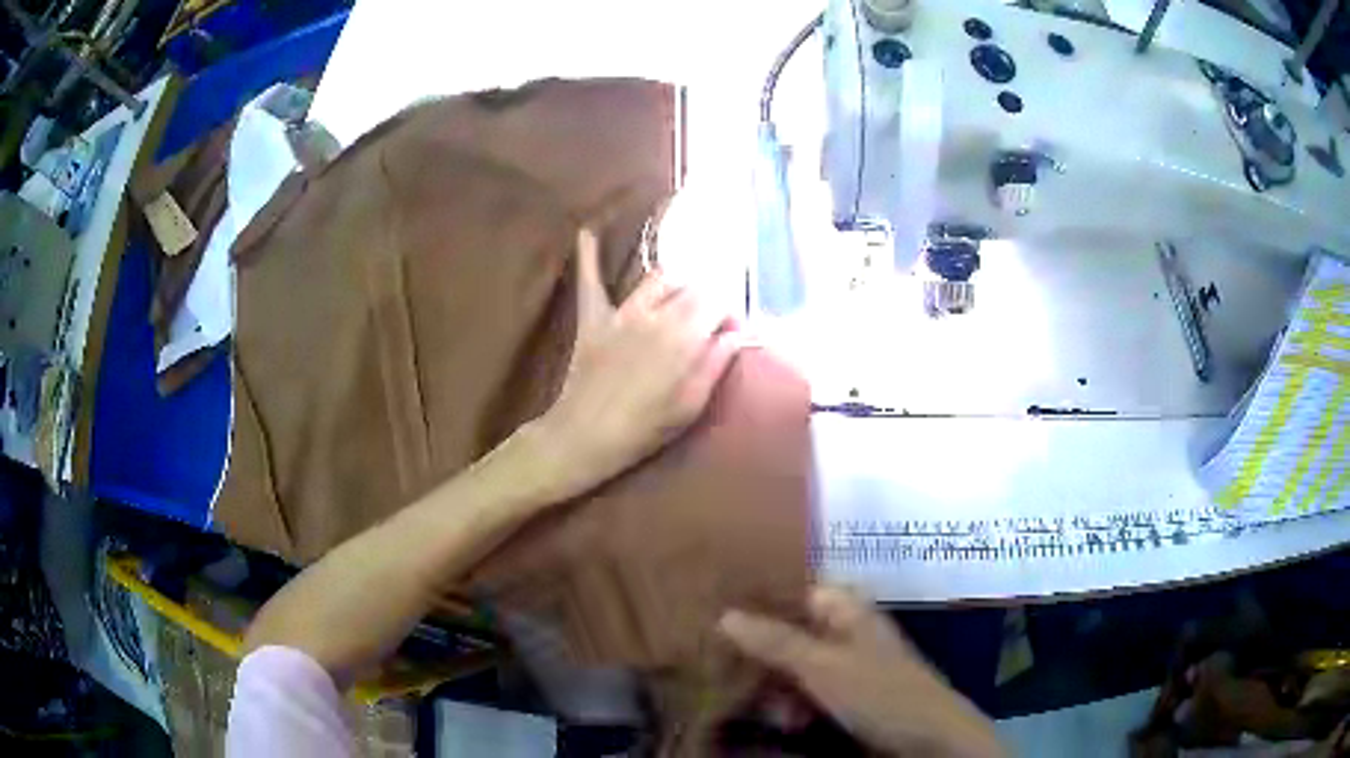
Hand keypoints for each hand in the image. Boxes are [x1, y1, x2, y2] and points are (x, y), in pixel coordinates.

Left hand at [534, 226, 741, 497]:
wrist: (586, 437)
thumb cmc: (645, 428)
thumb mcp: (692, 404)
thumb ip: (717, 362)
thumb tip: (737, 333)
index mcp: (684, 335)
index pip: (718, 302)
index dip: (730, 314)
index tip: (732, 334)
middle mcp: (655, 313)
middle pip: (692, 286)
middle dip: (709, 298)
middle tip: (711, 322)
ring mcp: (621, 312)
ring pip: (658, 277)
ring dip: (677, 283)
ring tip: (682, 299)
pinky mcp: (593, 318)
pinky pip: (590, 281)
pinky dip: (588, 257)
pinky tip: (588, 231)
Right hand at [719, 586, 1004, 757]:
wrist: (927, 737)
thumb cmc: (879, 691)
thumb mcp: (822, 666)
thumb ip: (775, 641)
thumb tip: (725, 614)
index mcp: (846, 610)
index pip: (794, 590)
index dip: (759, 599)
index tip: (718, 609)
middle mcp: (845, 632)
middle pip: (790, 631)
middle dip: (759, 652)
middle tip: (723, 668)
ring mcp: (847, 666)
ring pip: (794, 666)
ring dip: (774, 686)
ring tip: (762, 707)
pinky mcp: (847, 696)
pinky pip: (807, 692)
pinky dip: (792, 704)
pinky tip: (785, 721)